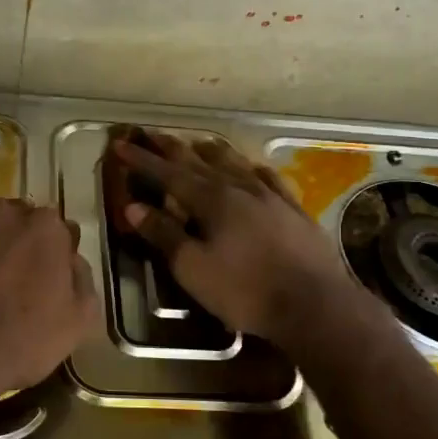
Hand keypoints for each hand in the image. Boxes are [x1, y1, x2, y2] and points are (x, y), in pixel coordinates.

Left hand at [0, 190, 98, 418]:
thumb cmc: (21, 340)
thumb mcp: (78, 322)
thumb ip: (82, 280)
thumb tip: (72, 260)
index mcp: (47, 227)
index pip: (62, 230)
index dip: (58, 255)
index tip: (52, 278)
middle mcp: (6, 212)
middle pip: (23, 219)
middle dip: (24, 241)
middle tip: (19, 276)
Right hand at [111, 133, 357, 341]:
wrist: (316, 304)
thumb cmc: (246, 290)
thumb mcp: (194, 269)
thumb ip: (164, 235)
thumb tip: (134, 206)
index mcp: (212, 200)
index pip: (169, 173)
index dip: (143, 159)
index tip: (121, 144)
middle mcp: (240, 188)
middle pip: (200, 161)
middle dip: (172, 148)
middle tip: (152, 134)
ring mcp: (271, 196)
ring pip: (236, 163)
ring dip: (212, 151)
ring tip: (198, 143)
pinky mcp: (294, 210)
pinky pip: (269, 178)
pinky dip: (252, 168)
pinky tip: (253, 168)